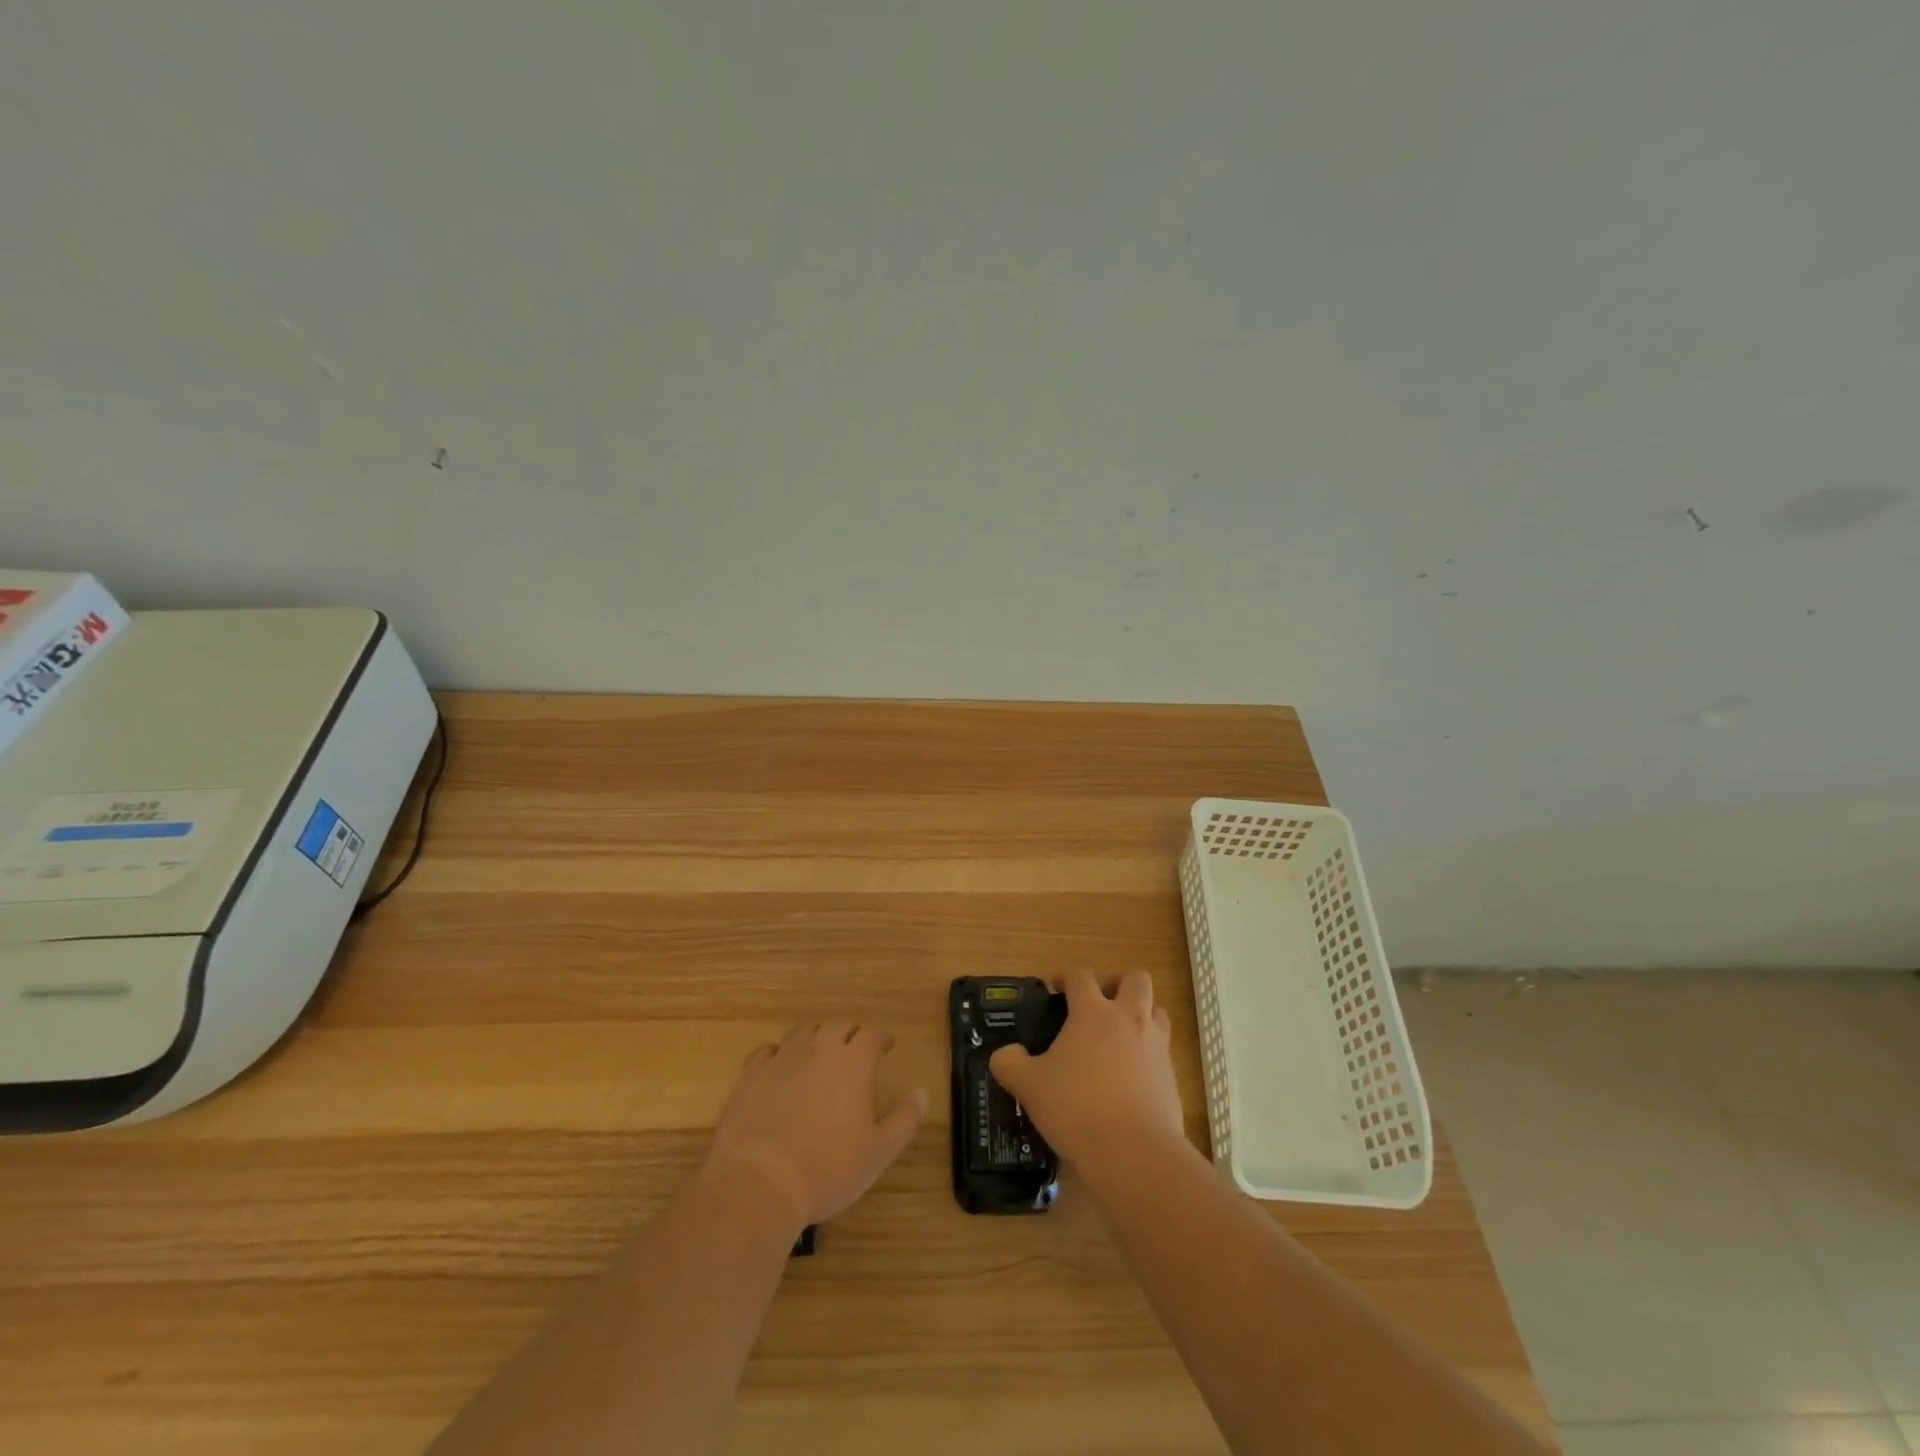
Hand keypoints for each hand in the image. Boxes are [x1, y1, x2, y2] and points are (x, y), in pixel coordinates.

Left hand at [703, 1022, 926, 1233]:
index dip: (881, 1038)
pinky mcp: (751, 1074)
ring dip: (817, 1038)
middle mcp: (819, 1049)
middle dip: (851, 1035)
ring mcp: (782, 1059)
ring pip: (804, 1032)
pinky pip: (768, 1050)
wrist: (759, 1184)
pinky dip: (779, 1053)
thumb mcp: (878, 1152)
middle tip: (856, 1053)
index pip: (872, 1034)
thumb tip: (922, 1092)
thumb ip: (905, 1119)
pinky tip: (780, 1067)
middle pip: (839, 1026)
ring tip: (820, 1056)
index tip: (885, 1047)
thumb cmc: (827, 1169)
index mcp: (853, 1062)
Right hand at [989, 970, 1185, 1170]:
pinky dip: (1150, 1054)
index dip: (1066, 977)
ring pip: (1158, 1011)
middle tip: (1101, 1004)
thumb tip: (1005, 1054)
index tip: (1056, 989)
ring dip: (1142, 1014)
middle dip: (1119, 984)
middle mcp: (1128, 1019)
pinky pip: (1164, 1050)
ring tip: (1122, 1037)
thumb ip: (1010, 1063)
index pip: (1080, 976)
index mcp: (1092, 1012)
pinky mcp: (1172, 1076)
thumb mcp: (1029, 1086)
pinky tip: (1132, 1077)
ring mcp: (1156, 1046)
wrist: (1134, 1152)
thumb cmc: (1077, 1108)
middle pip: (1136, 979)